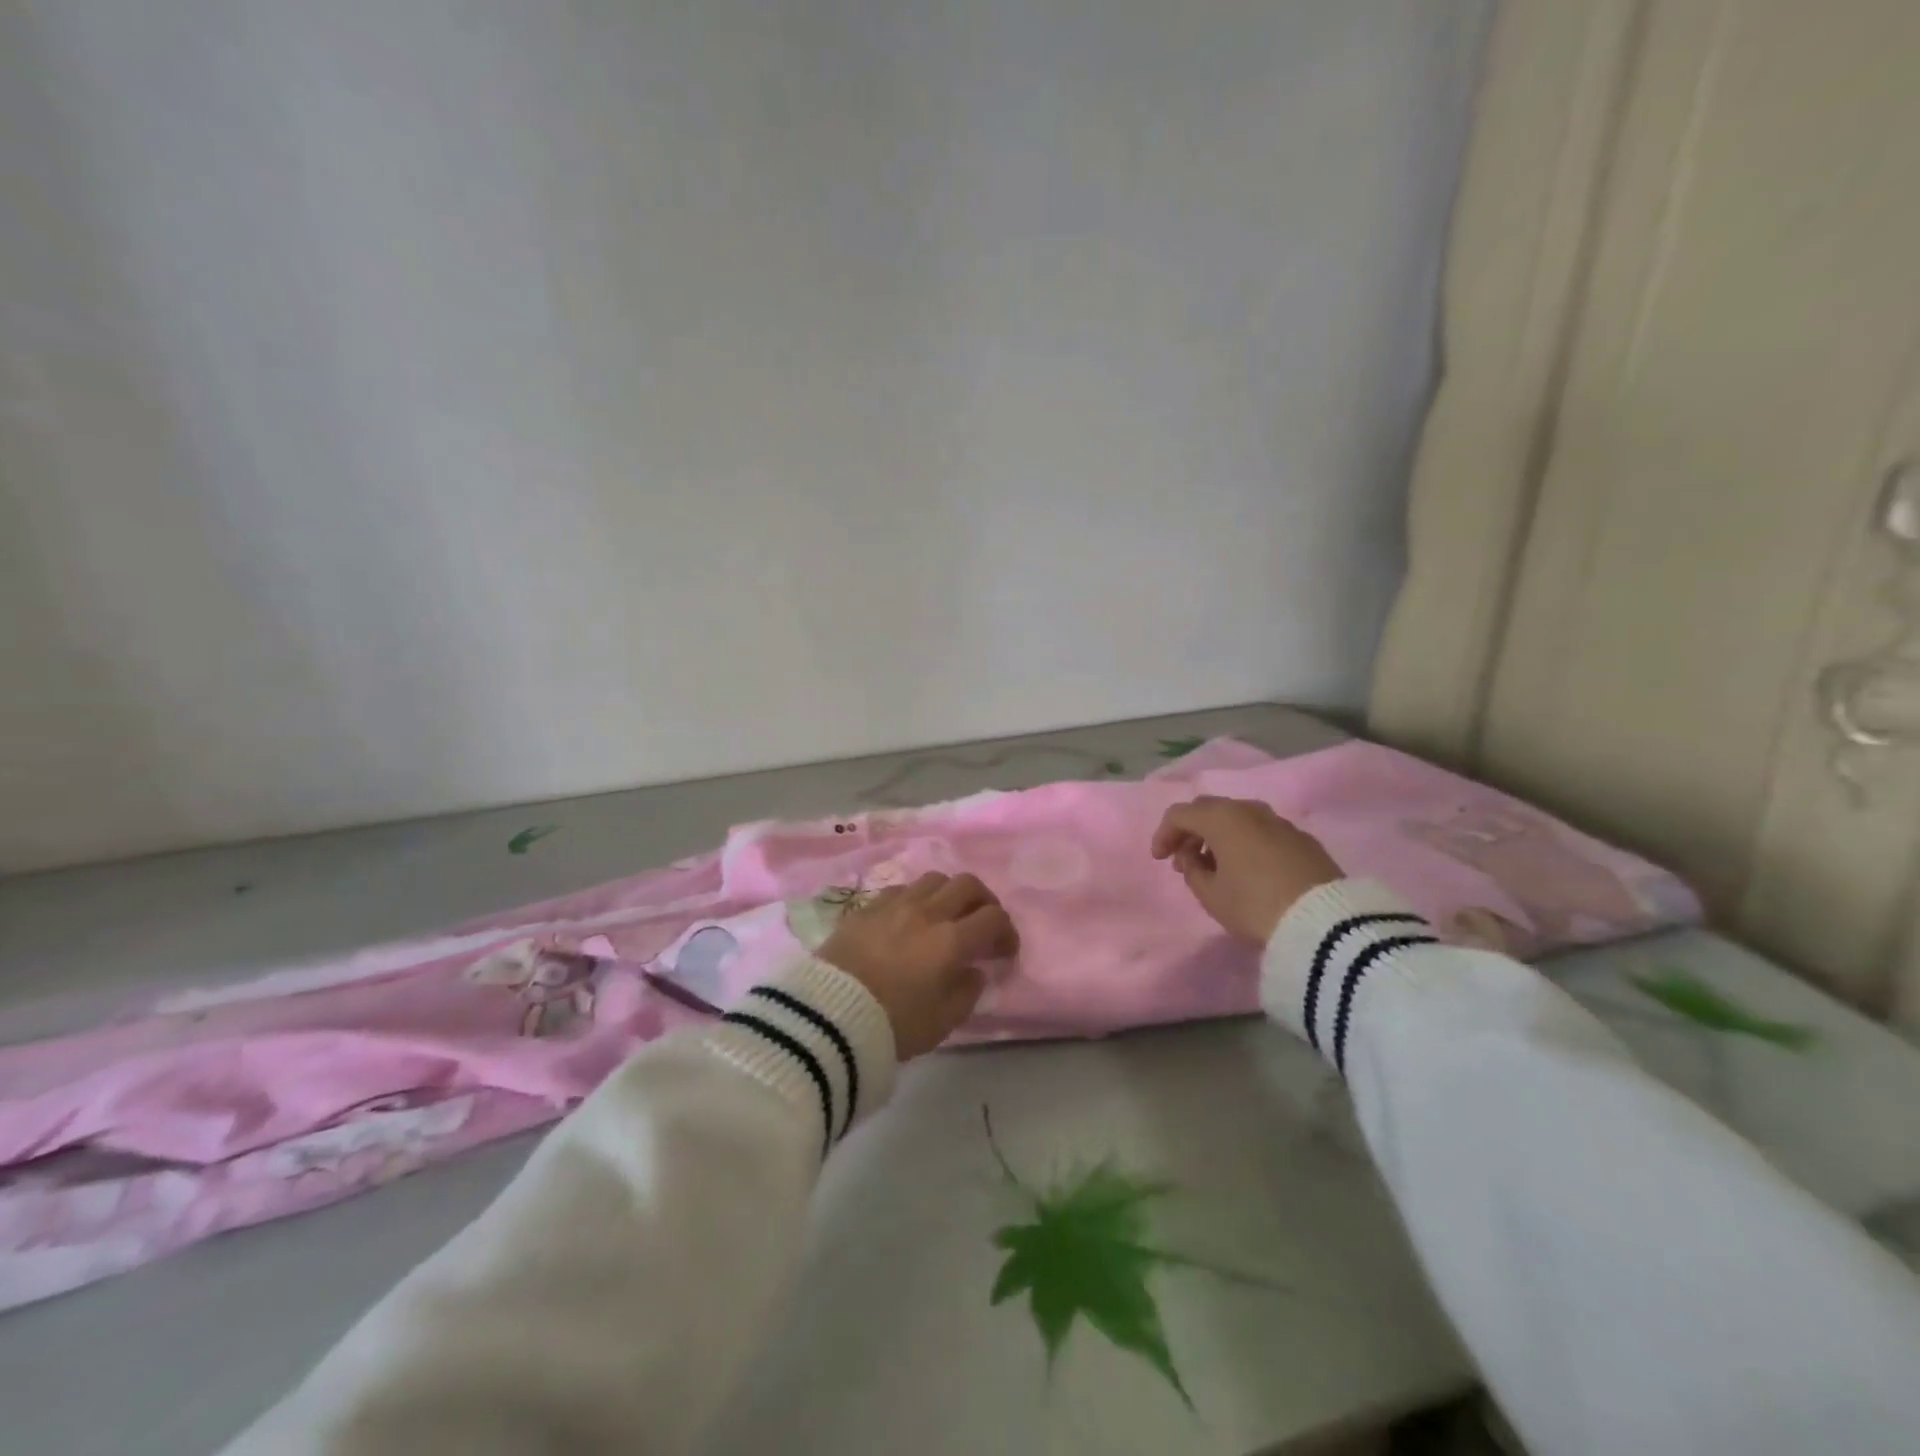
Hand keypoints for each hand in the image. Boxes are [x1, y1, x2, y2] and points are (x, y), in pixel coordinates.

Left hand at [818, 872, 1018, 1059]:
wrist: (827, 1016)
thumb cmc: (892, 1024)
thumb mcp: (942, 1022)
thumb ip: (967, 992)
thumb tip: (974, 970)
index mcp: (951, 941)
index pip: (993, 918)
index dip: (1006, 932)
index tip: (1004, 952)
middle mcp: (927, 912)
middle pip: (967, 885)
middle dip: (983, 901)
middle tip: (982, 924)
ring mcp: (895, 904)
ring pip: (934, 879)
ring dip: (949, 894)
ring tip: (946, 916)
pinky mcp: (867, 906)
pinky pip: (902, 889)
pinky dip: (916, 898)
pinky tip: (910, 919)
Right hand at [1150, 796, 1342, 943]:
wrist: (1325, 923)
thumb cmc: (1255, 906)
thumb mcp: (1211, 895)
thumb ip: (1192, 871)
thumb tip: (1193, 856)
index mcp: (1222, 818)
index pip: (1180, 814)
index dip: (1164, 834)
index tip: (1159, 860)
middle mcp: (1250, 810)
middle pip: (1210, 809)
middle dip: (1191, 831)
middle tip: (1184, 859)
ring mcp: (1280, 822)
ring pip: (1239, 818)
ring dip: (1219, 836)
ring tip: (1216, 867)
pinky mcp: (1303, 839)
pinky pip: (1262, 831)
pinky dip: (1246, 842)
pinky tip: (1248, 869)